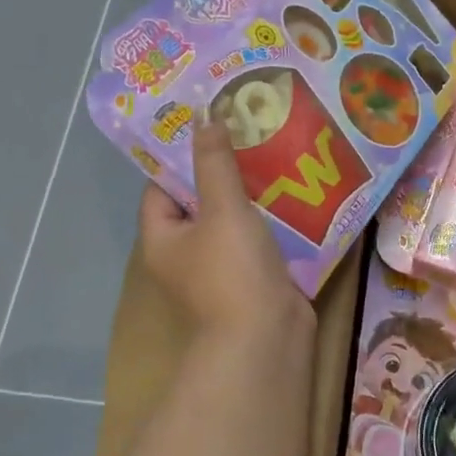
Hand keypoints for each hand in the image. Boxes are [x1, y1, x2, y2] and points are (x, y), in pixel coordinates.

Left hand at [139, 120, 308, 335]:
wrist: (266, 337)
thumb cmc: (233, 271)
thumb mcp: (222, 209)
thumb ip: (214, 163)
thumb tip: (203, 118)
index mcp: (163, 238)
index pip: (161, 188)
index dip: (180, 157)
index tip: (207, 127)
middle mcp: (186, 254)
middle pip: (199, 203)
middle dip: (222, 172)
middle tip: (248, 135)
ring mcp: (220, 270)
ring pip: (232, 222)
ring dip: (251, 196)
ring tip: (275, 156)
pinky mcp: (253, 280)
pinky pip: (258, 241)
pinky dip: (271, 221)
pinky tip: (294, 196)